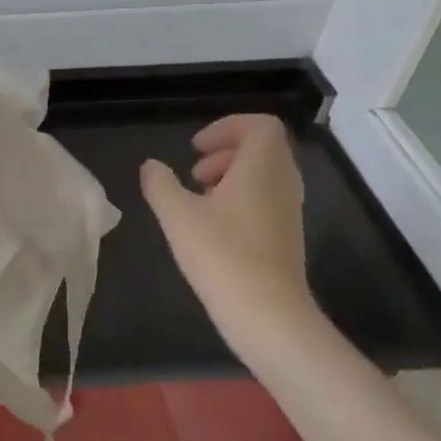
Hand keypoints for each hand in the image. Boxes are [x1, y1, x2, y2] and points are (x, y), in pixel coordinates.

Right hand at [140, 113, 309, 311]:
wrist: (268, 314)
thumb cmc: (221, 255)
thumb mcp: (176, 214)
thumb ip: (160, 183)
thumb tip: (152, 166)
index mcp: (261, 168)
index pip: (260, 125)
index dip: (226, 127)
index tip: (195, 148)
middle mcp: (283, 182)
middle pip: (262, 147)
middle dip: (225, 151)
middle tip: (193, 173)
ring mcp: (289, 210)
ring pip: (264, 174)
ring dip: (230, 175)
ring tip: (198, 198)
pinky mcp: (287, 235)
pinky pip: (266, 198)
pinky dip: (240, 198)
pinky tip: (212, 226)